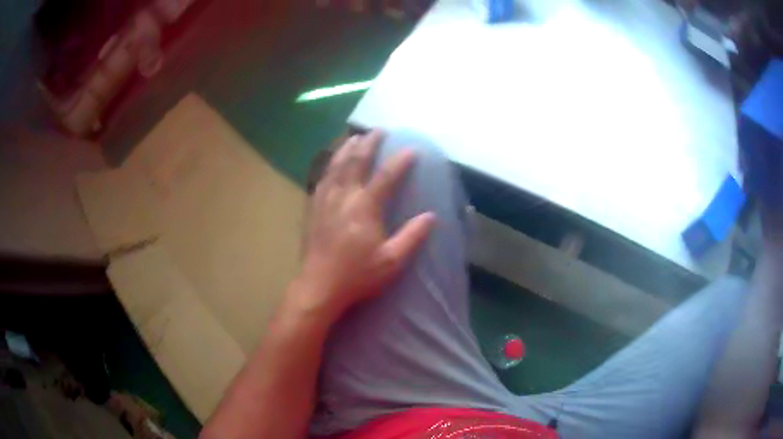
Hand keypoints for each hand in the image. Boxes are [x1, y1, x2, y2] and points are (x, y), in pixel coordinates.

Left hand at [295, 130, 435, 320]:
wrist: (319, 285)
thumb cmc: (357, 275)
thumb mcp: (392, 261)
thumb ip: (412, 237)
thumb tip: (431, 216)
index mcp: (365, 207)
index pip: (386, 176)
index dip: (400, 161)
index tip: (412, 149)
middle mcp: (344, 196)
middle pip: (356, 161)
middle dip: (369, 143)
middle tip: (378, 130)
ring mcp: (325, 200)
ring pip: (336, 165)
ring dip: (347, 148)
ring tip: (355, 137)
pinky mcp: (313, 207)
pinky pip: (322, 178)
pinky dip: (329, 164)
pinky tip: (332, 162)